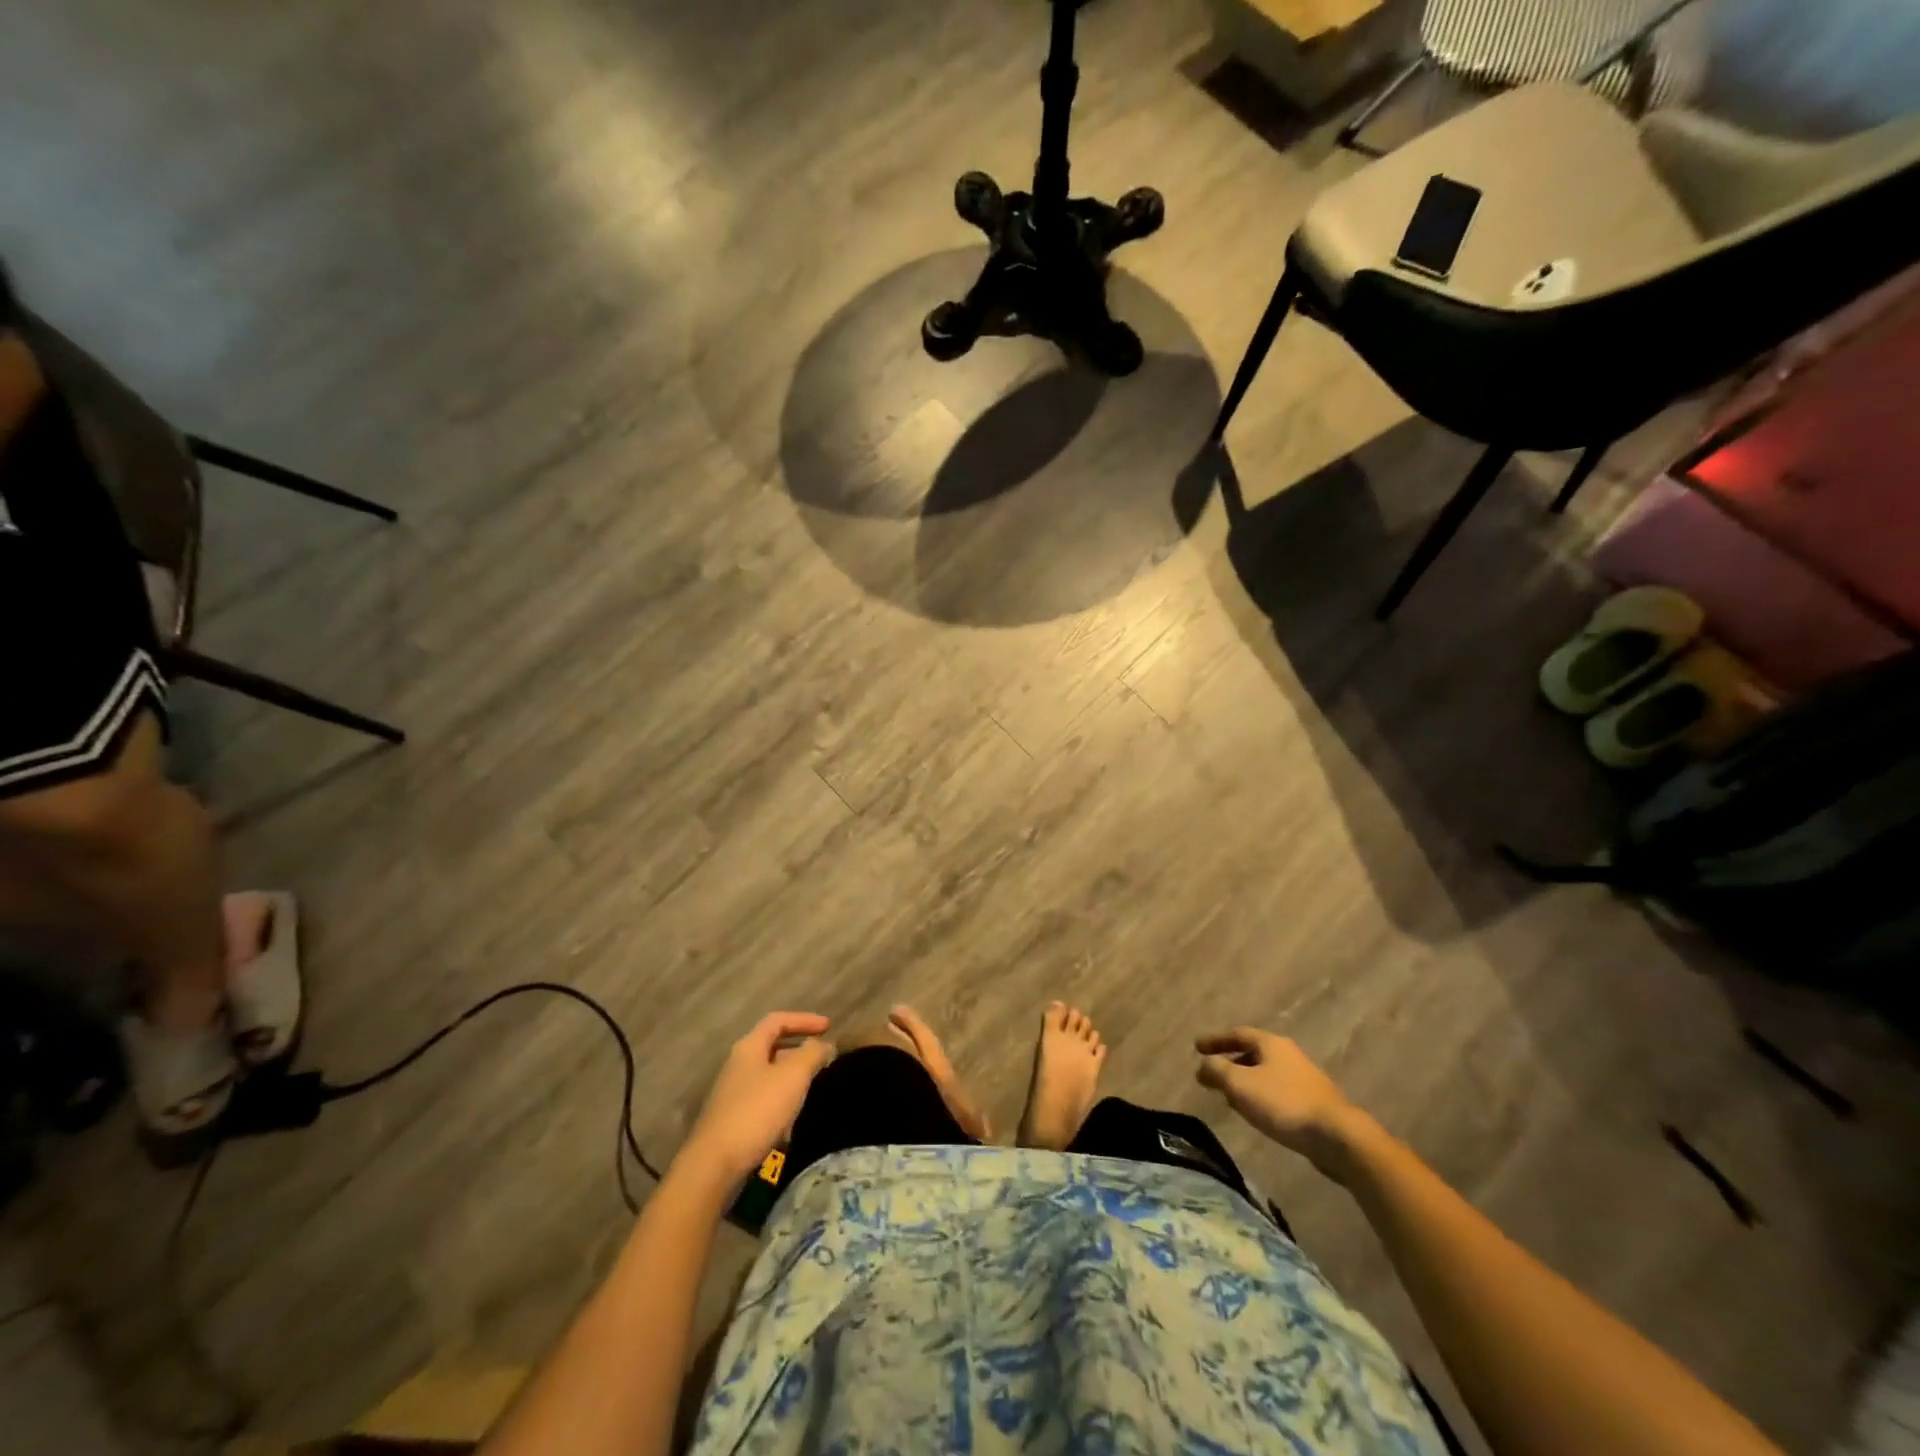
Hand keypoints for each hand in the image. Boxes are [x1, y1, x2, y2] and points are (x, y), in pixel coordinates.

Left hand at [679, 1012, 835, 1187]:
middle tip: (823, 1056)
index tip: (829, 1026)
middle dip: (800, 1048)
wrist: (714, 1165)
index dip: (804, 1019)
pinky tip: (793, 1116)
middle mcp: (738, 1065)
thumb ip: (812, 1054)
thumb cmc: (756, 1111)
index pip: (778, 1020)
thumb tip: (824, 1044)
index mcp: (749, 1047)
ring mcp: (733, 1093)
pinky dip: (782, 1098)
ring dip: (792, 1075)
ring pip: (769, 1074)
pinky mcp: (733, 1118)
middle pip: (772, 1046)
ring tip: (814, 1084)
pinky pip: (764, 1098)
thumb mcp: (792, 1076)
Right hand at [1196, 1028, 1368, 1180]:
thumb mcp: (1240, 1084)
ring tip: (1229, 1096)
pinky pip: (1277, 1091)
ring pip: (1266, 1073)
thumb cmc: (1283, 1103)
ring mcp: (1303, 1078)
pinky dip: (1260, 1096)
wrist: (1336, 1136)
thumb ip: (1217, 1070)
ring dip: (1245, 1081)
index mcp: (1271, 1043)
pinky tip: (1256, 1112)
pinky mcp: (1313, 1102)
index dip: (1215, 1040)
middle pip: (1253, 1052)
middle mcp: (1288, 1054)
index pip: (1237, 1034)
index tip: (1196, 1047)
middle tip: (1211, 1073)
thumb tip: (1203, 1065)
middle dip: (1230, 1061)